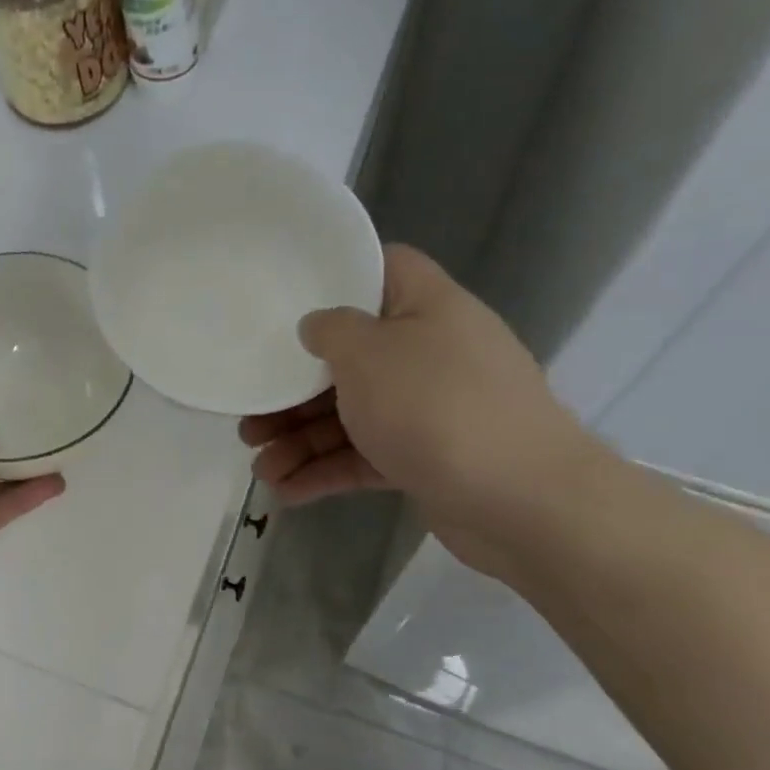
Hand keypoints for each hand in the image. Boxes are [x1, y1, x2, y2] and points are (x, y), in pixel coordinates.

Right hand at [240, 245, 599, 575]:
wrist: (519, 500)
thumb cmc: (435, 406)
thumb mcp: (369, 353)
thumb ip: (332, 331)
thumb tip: (317, 326)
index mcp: (425, 307)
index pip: (382, 269)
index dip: (335, 276)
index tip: (286, 298)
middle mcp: (429, 353)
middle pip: (349, 359)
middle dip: (294, 390)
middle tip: (250, 415)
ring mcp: (428, 409)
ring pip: (351, 416)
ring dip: (301, 440)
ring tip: (259, 468)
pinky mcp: (424, 459)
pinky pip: (364, 457)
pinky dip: (326, 472)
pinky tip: (286, 493)